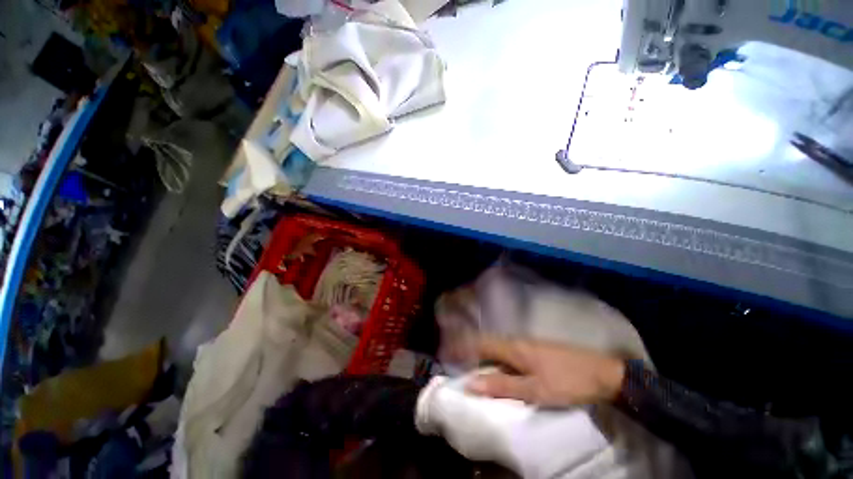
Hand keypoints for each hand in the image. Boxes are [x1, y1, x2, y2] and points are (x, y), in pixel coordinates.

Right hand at [466, 337, 625, 406]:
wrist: (602, 373)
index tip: (445, 352)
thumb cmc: (567, 381)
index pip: (480, 343)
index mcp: (513, 347)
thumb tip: (472, 383)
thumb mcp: (535, 390)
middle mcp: (515, 341)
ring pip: (495, 346)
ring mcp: (525, 344)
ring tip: (466, 362)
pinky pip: (505, 352)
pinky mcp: (533, 350)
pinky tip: (493, 366)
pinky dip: (493, 357)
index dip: (462, 346)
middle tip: (452, 358)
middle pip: (485, 343)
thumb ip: (503, 386)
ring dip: (480, 353)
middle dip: (467, 348)